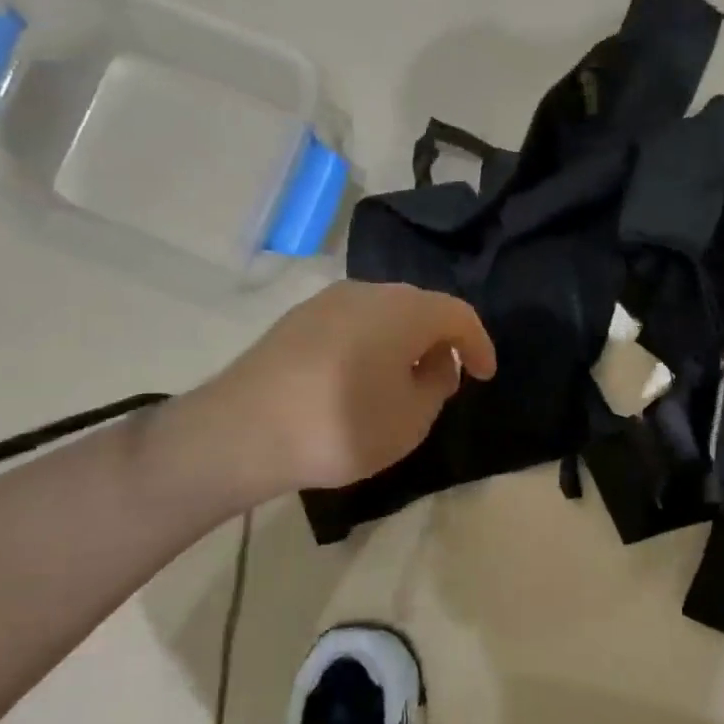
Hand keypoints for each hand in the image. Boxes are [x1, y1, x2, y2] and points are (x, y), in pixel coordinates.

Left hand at [164, 280, 496, 507]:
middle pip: (420, 307)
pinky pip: (352, 323)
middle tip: (445, 377)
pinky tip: (360, 377)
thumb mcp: (411, 419)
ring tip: (402, 380)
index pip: (459, 315)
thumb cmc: (340, 426)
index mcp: (404, 310)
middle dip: (440, 340)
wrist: (239, 432)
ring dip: (403, 341)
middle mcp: (368, 292)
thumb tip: (434, 362)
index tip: (485, 375)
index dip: (478, 344)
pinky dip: (370, 344)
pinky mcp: (296, 320)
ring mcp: (326, 302)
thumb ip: (436, 386)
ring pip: (383, 314)